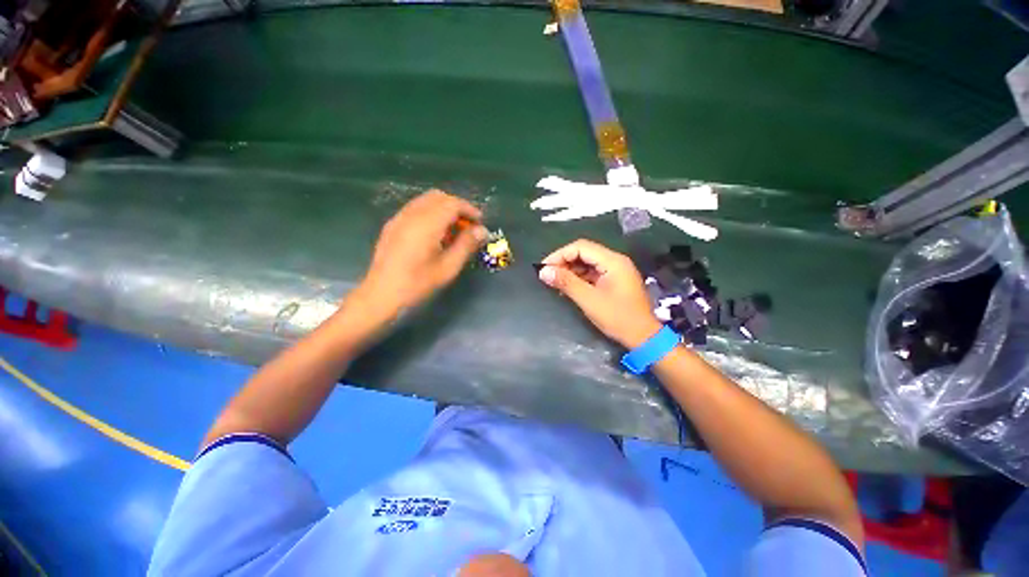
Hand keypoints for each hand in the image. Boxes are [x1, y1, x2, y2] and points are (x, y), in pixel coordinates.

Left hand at [357, 190, 485, 314]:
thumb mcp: (448, 267)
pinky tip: (435, 234)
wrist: (381, 294)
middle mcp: (411, 214)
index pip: (452, 203)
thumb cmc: (417, 283)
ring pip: (426, 201)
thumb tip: (482, 231)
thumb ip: (466, 245)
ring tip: (453, 231)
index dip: (469, 209)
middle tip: (468, 226)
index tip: (480, 223)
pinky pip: (416, 209)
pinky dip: (431, 213)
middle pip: (439, 197)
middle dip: (457, 207)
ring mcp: (399, 218)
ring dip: (444, 209)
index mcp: (426, 224)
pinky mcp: (393, 225)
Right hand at [538, 239, 661, 348]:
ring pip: (587, 263)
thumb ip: (566, 282)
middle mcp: (615, 261)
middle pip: (584, 253)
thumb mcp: (589, 300)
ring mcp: (615, 271)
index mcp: (612, 261)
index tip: (544, 268)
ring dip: (570, 270)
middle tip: (547, 275)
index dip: (560, 254)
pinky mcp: (614, 281)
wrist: (643, 337)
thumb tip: (543, 271)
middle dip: (564, 262)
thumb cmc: (618, 318)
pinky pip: (592, 273)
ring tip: (555, 282)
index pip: (581, 247)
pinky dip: (578, 278)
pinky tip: (567, 287)